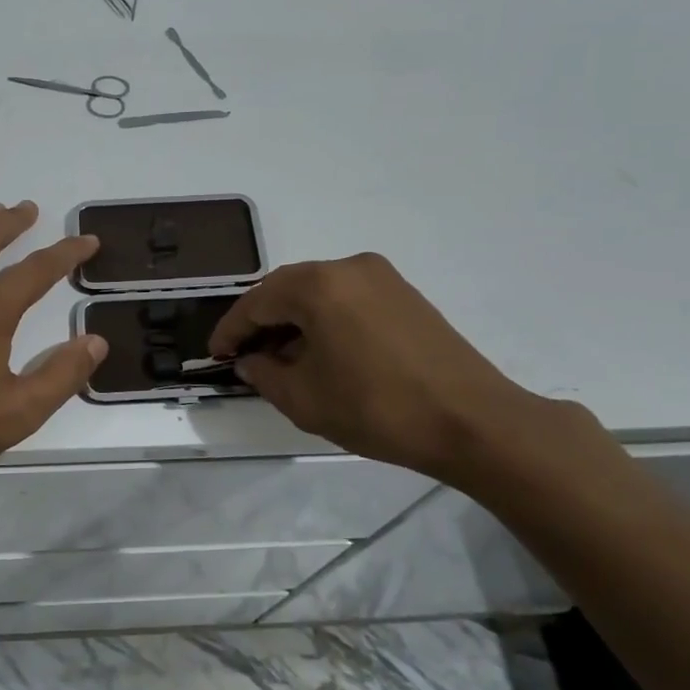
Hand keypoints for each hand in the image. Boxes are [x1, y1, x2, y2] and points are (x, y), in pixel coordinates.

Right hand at [207, 253, 556, 479]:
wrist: (473, 422)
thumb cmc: (378, 408)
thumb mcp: (304, 399)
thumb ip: (264, 374)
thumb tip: (251, 361)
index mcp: (317, 285)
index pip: (256, 302)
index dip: (231, 331)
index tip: (216, 356)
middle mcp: (347, 266)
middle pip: (286, 290)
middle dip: (262, 322)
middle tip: (246, 356)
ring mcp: (381, 276)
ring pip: (318, 292)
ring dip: (294, 320)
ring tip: (283, 358)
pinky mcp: (404, 293)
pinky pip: (347, 297)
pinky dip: (325, 319)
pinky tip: (323, 351)